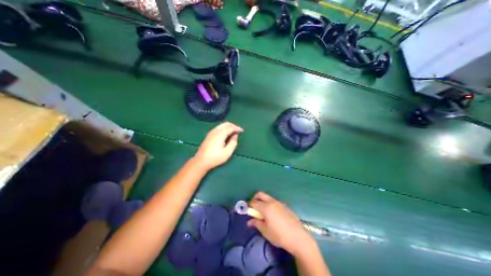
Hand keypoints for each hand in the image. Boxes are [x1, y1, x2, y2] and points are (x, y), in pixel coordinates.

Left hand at [194, 121, 242, 170]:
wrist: (201, 161)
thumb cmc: (215, 158)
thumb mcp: (227, 152)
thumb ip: (233, 143)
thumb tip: (235, 136)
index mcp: (220, 134)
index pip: (230, 127)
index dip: (237, 128)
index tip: (242, 131)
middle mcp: (215, 131)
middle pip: (226, 124)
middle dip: (233, 125)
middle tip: (238, 130)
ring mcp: (211, 132)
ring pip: (221, 125)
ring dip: (228, 126)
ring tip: (233, 131)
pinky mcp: (209, 135)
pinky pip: (218, 128)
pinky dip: (224, 128)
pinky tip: (226, 133)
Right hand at [247, 192, 315, 256]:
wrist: (298, 237)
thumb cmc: (279, 235)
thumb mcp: (265, 231)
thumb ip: (256, 223)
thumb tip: (249, 221)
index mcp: (266, 207)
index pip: (254, 202)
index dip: (249, 206)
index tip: (247, 210)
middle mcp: (272, 202)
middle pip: (260, 194)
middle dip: (255, 198)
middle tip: (253, 208)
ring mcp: (279, 202)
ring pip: (267, 197)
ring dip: (262, 201)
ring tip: (263, 213)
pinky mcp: (284, 205)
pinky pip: (274, 201)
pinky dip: (269, 204)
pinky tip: (272, 215)